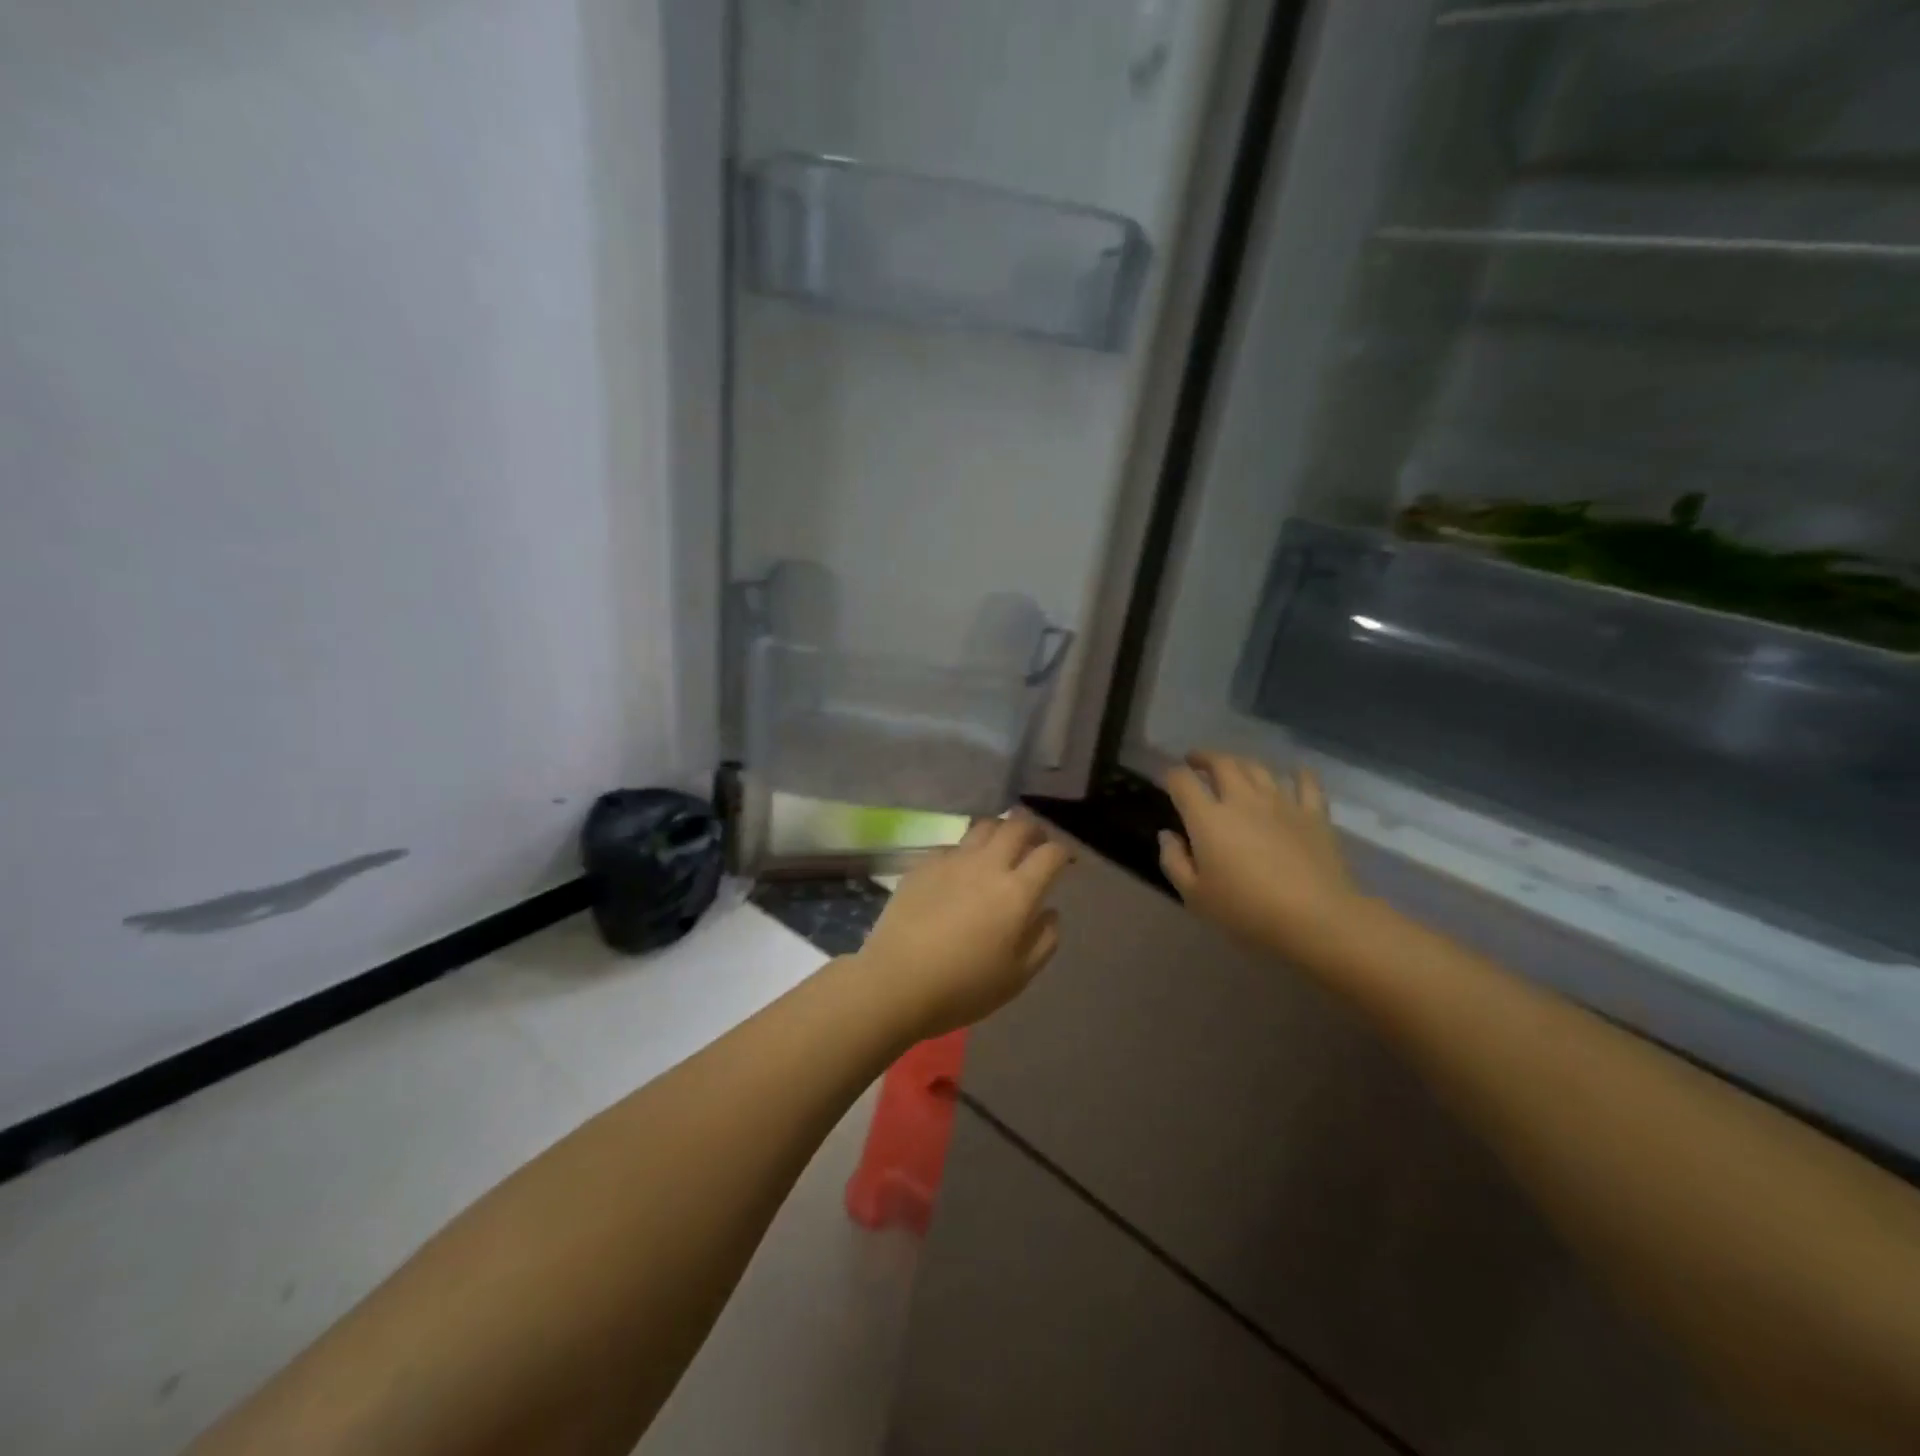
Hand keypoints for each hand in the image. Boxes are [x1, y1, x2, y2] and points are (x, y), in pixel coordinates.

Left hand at [853, 816, 1072, 1039]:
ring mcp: (952, 860)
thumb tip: (1050, 911)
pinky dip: (966, 850)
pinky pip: (953, 845)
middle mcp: (987, 865)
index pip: (1050, 854)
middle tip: (1036, 843)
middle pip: (1017, 826)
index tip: (1064, 862)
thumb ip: (1044, 940)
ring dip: (1000, 831)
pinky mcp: (923, 864)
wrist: (896, 981)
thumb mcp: (1017, 976)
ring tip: (1000, 847)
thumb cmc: (963, 987)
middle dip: (1033, 829)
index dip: (1062, 853)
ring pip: (984, 826)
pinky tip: (961, 869)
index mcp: (1017, 892)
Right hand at [1158, 751, 1361, 963]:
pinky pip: (1306, 783)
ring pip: (1258, 768)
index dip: (1171, 776)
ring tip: (1235, 768)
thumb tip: (1167, 835)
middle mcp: (1242, 800)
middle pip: (1221, 763)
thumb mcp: (1194, 896)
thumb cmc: (1246, 911)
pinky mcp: (1313, 814)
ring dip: (1242, 763)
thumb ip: (1174, 861)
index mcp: (1208, 818)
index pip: (1182, 782)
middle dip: (1204, 758)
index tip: (1168, 781)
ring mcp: (1281, 803)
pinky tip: (1295, 774)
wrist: (1315, 919)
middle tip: (1196, 762)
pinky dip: (1298, 774)